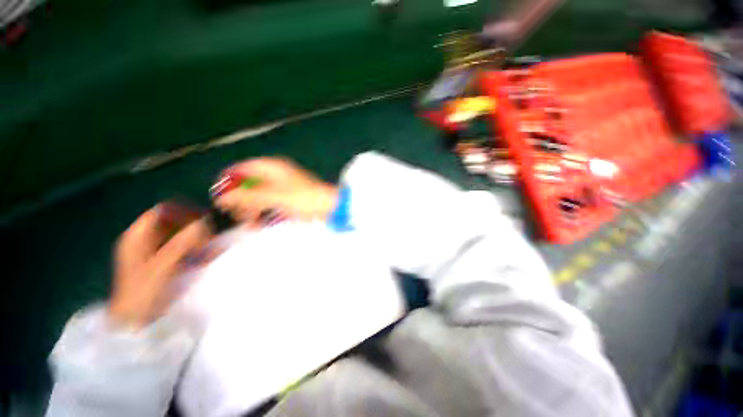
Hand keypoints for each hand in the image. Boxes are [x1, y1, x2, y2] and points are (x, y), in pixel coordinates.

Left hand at [109, 207, 209, 329]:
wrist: (134, 322)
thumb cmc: (143, 293)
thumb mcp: (162, 267)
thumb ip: (182, 243)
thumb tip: (205, 222)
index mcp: (138, 237)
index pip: (162, 211)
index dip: (182, 211)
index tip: (203, 218)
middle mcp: (147, 241)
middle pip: (174, 223)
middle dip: (194, 227)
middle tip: (212, 235)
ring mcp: (156, 253)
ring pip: (182, 237)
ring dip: (200, 239)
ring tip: (215, 246)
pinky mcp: (166, 263)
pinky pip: (186, 250)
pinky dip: (199, 250)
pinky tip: (211, 255)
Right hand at [213, 158, 337, 224]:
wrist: (330, 207)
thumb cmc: (304, 198)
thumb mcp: (274, 197)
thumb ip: (248, 197)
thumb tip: (222, 197)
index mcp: (273, 168)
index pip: (244, 168)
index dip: (230, 179)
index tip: (218, 194)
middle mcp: (277, 175)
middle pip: (251, 183)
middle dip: (240, 198)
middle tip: (232, 213)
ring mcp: (284, 188)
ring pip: (260, 196)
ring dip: (251, 208)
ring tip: (247, 223)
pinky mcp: (290, 200)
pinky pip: (271, 205)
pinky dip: (264, 213)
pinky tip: (259, 224)